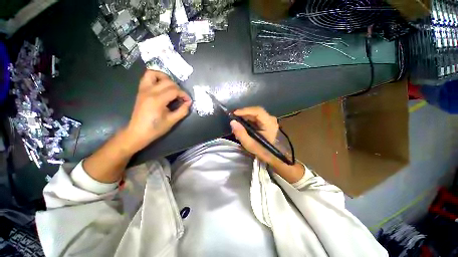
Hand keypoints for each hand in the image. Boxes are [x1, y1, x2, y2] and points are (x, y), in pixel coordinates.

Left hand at [123, 70, 191, 153]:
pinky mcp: (141, 90)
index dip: (184, 95)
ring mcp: (143, 89)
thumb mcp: (172, 121)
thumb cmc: (156, 128)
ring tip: (172, 87)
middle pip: (168, 82)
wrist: (138, 132)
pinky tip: (162, 85)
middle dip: (178, 88)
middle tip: (181, 97)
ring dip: (165, 78)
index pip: (175, 90)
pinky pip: (147, 77)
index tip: (188, 101)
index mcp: (157, 100)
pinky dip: (156, 77)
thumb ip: (182, 110)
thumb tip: (189, 102)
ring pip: (154, 73)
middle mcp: (149, 91)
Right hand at [230, 106, 278, 163]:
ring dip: (244, 116)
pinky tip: (241, 124)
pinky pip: (254, 116)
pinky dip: (247, 119)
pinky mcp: (265, 121)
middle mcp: (271, 119)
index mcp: (269, 124)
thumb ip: (240, 133)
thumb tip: (232, 122)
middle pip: (255, 111)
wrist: (268, 154)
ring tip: (236, 123)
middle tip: (233, 118)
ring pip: (254, 113)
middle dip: (243, 114)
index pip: (258, 112)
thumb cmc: (260, 150)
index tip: (234, 113)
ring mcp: (268, 119)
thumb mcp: (249, 144)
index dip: (245, 111)